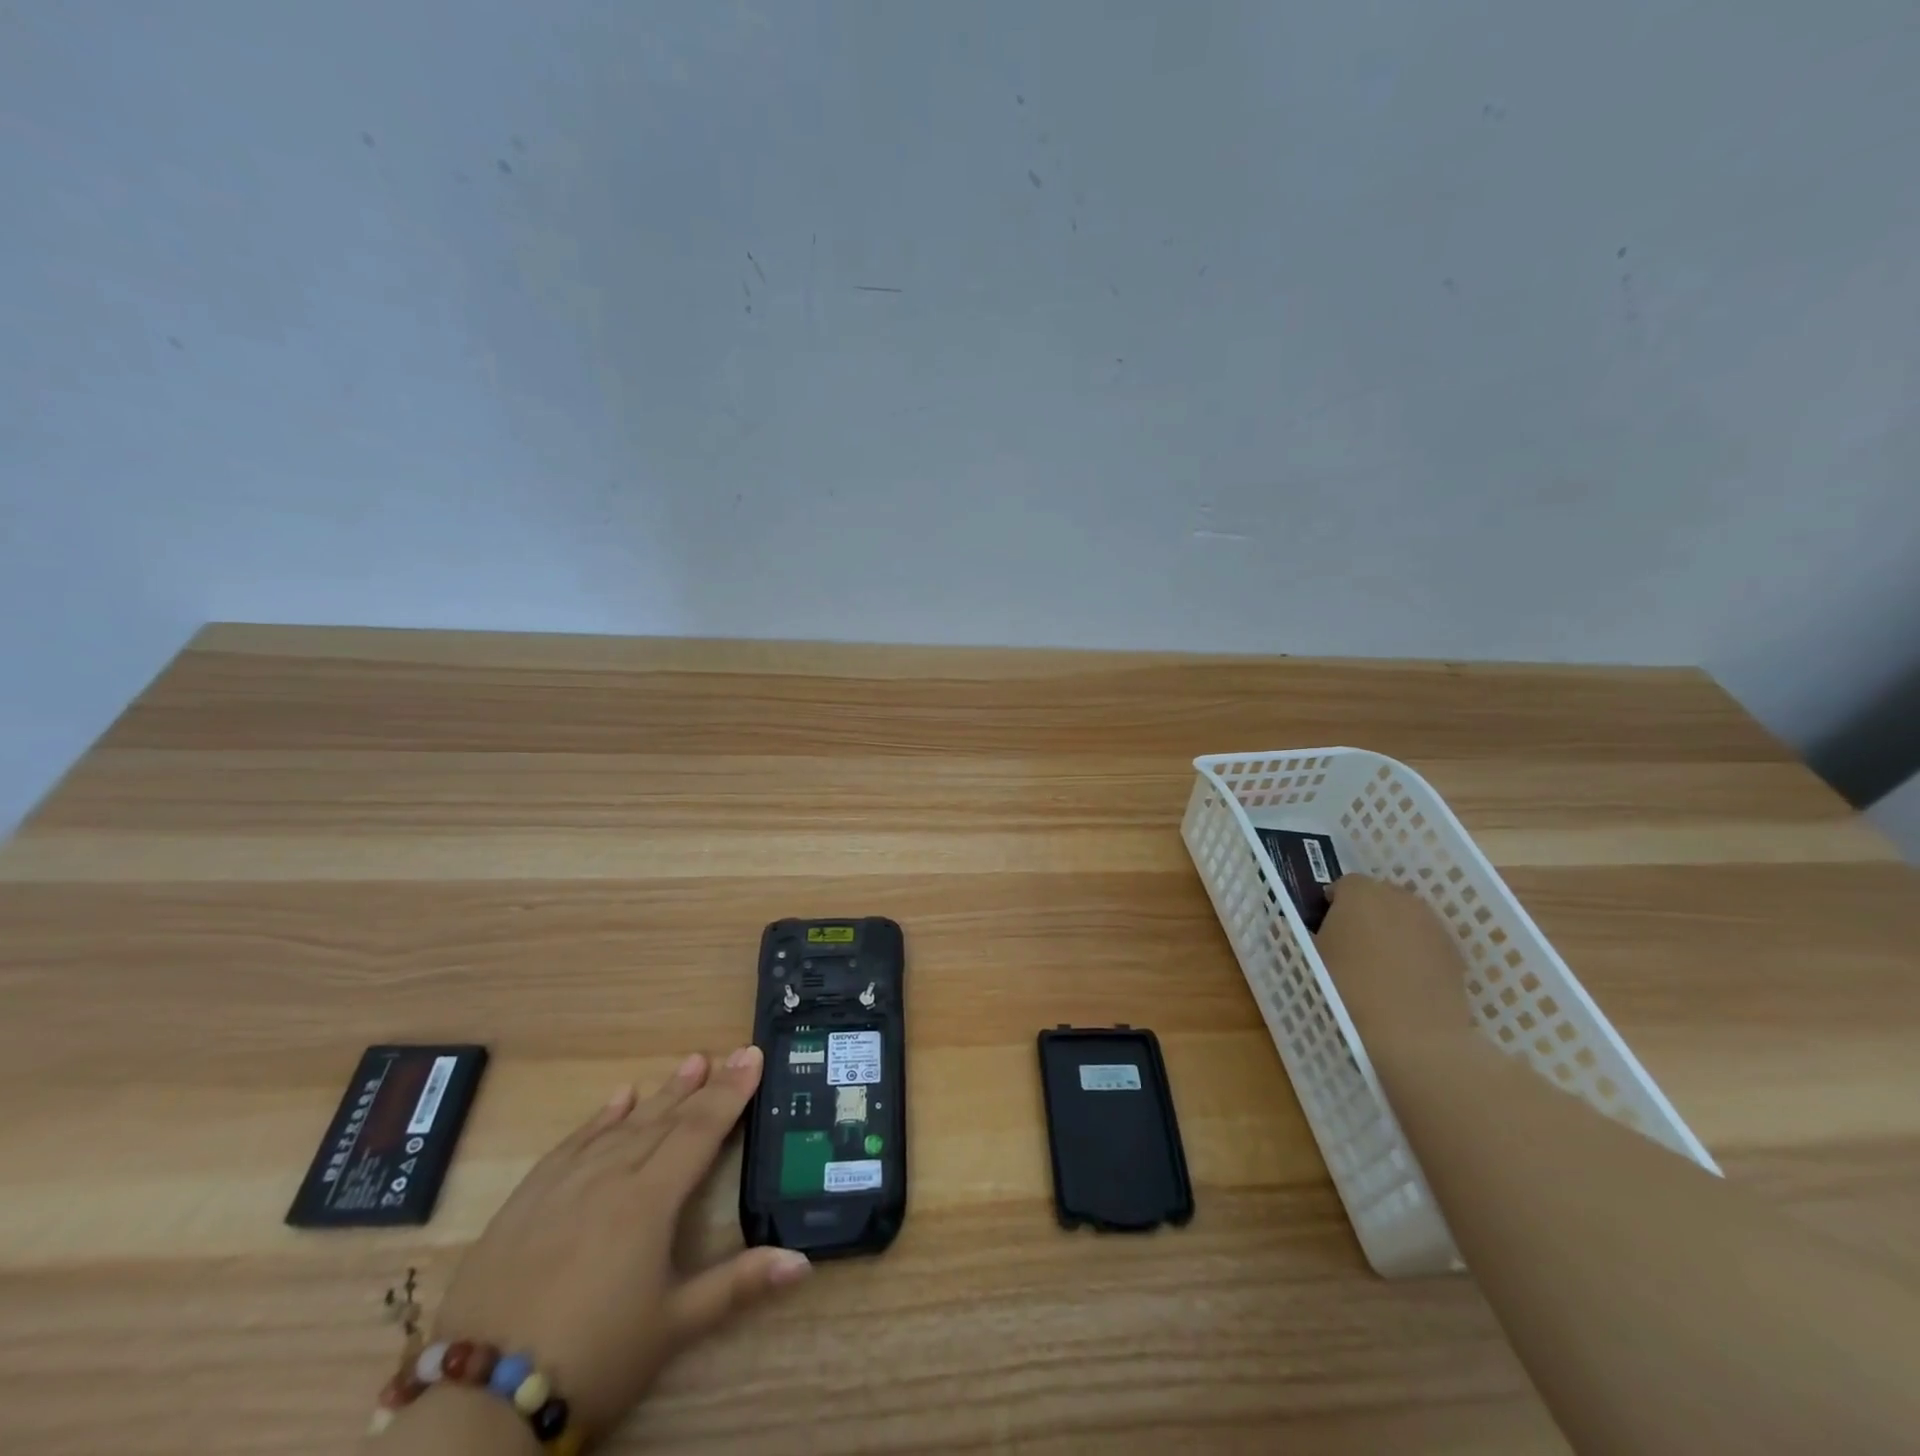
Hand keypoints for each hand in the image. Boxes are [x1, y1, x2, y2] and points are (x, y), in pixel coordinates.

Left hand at [427, 1047, 808, 1443]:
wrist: (478, 1401)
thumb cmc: (593, 1360)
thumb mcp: (673, 1327)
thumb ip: (739, 1284)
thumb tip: (803, 1260)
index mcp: (649, 1202)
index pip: (700, 1131)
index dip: (731, 1093)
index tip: (753, 1056)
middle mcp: (610, 1177)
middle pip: (666, 1120)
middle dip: (704, 1085)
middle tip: (730, 1052)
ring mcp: (565, 1184)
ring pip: (623, 1124)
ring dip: (660, 1093)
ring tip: (689, 1063)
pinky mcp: (527, 1200)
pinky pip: (573, 1143)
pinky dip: (600, 1117)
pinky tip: (618, 1097)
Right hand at [1315, 876, 1476, 1054]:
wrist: (1415, 1036)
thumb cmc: (1349, 989)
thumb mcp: (1310, 959)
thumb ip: (1298, 931)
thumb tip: (1289, 922)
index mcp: (1360, 892)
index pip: (1342, 885)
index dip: (1331, 905)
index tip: (1324, 930)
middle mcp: (1399, 897)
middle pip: (1377, 895)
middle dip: (1364, 913)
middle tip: (1350, 945)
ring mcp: (1431, 923)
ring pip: (1404, 917)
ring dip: (1391, 930)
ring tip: (1378, 964)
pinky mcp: (1454, 951)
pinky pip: (1425, 940)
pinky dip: (1414, 950)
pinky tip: (1405, 980)